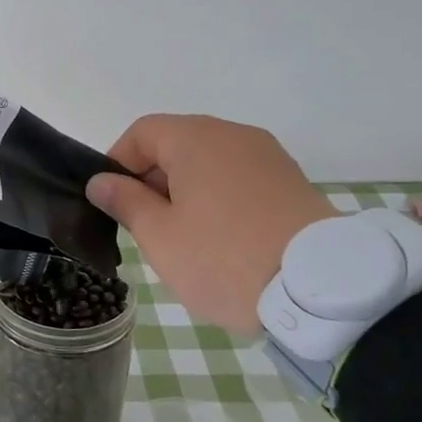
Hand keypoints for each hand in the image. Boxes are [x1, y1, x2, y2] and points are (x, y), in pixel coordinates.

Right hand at [86, 116, 336, 334]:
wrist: (319, 289)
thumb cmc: (223, 258)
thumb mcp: (160, 236)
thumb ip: (126, 202)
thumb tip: (101, 181)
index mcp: (196, 139)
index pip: (142, 132)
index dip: (117, 162)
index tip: (112, 201)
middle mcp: (234, 135)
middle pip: (177, 143)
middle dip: (152, 179)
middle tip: (144, 225)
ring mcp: (268, 157)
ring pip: (210, 162)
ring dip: (185, 190)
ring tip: (182, 237)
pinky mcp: (292, 182)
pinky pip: (239, 178)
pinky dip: (218, 198)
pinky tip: (220, 238)